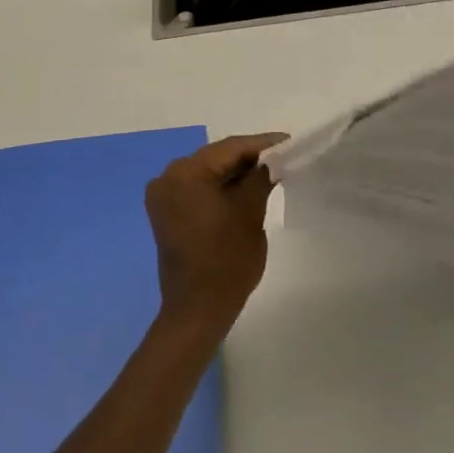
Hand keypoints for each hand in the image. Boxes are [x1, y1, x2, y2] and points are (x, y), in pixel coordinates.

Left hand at [145, 133, 287, 335]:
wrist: (197, 311)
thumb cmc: (227, 261)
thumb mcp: (251, 213)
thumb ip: (260, 178)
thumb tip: (270, 161)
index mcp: (186, 173)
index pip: (230, 148)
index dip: (262, 144)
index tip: (289, 141)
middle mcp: (168, 177)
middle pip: (216, 158)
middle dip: (248, 158)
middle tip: (282, 156)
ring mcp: (164, 196)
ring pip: (207, 173)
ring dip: (235, 173)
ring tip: (269, 171)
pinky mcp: (166, 212)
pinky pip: (198, 189)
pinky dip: (220, 187)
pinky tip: (245, 189)